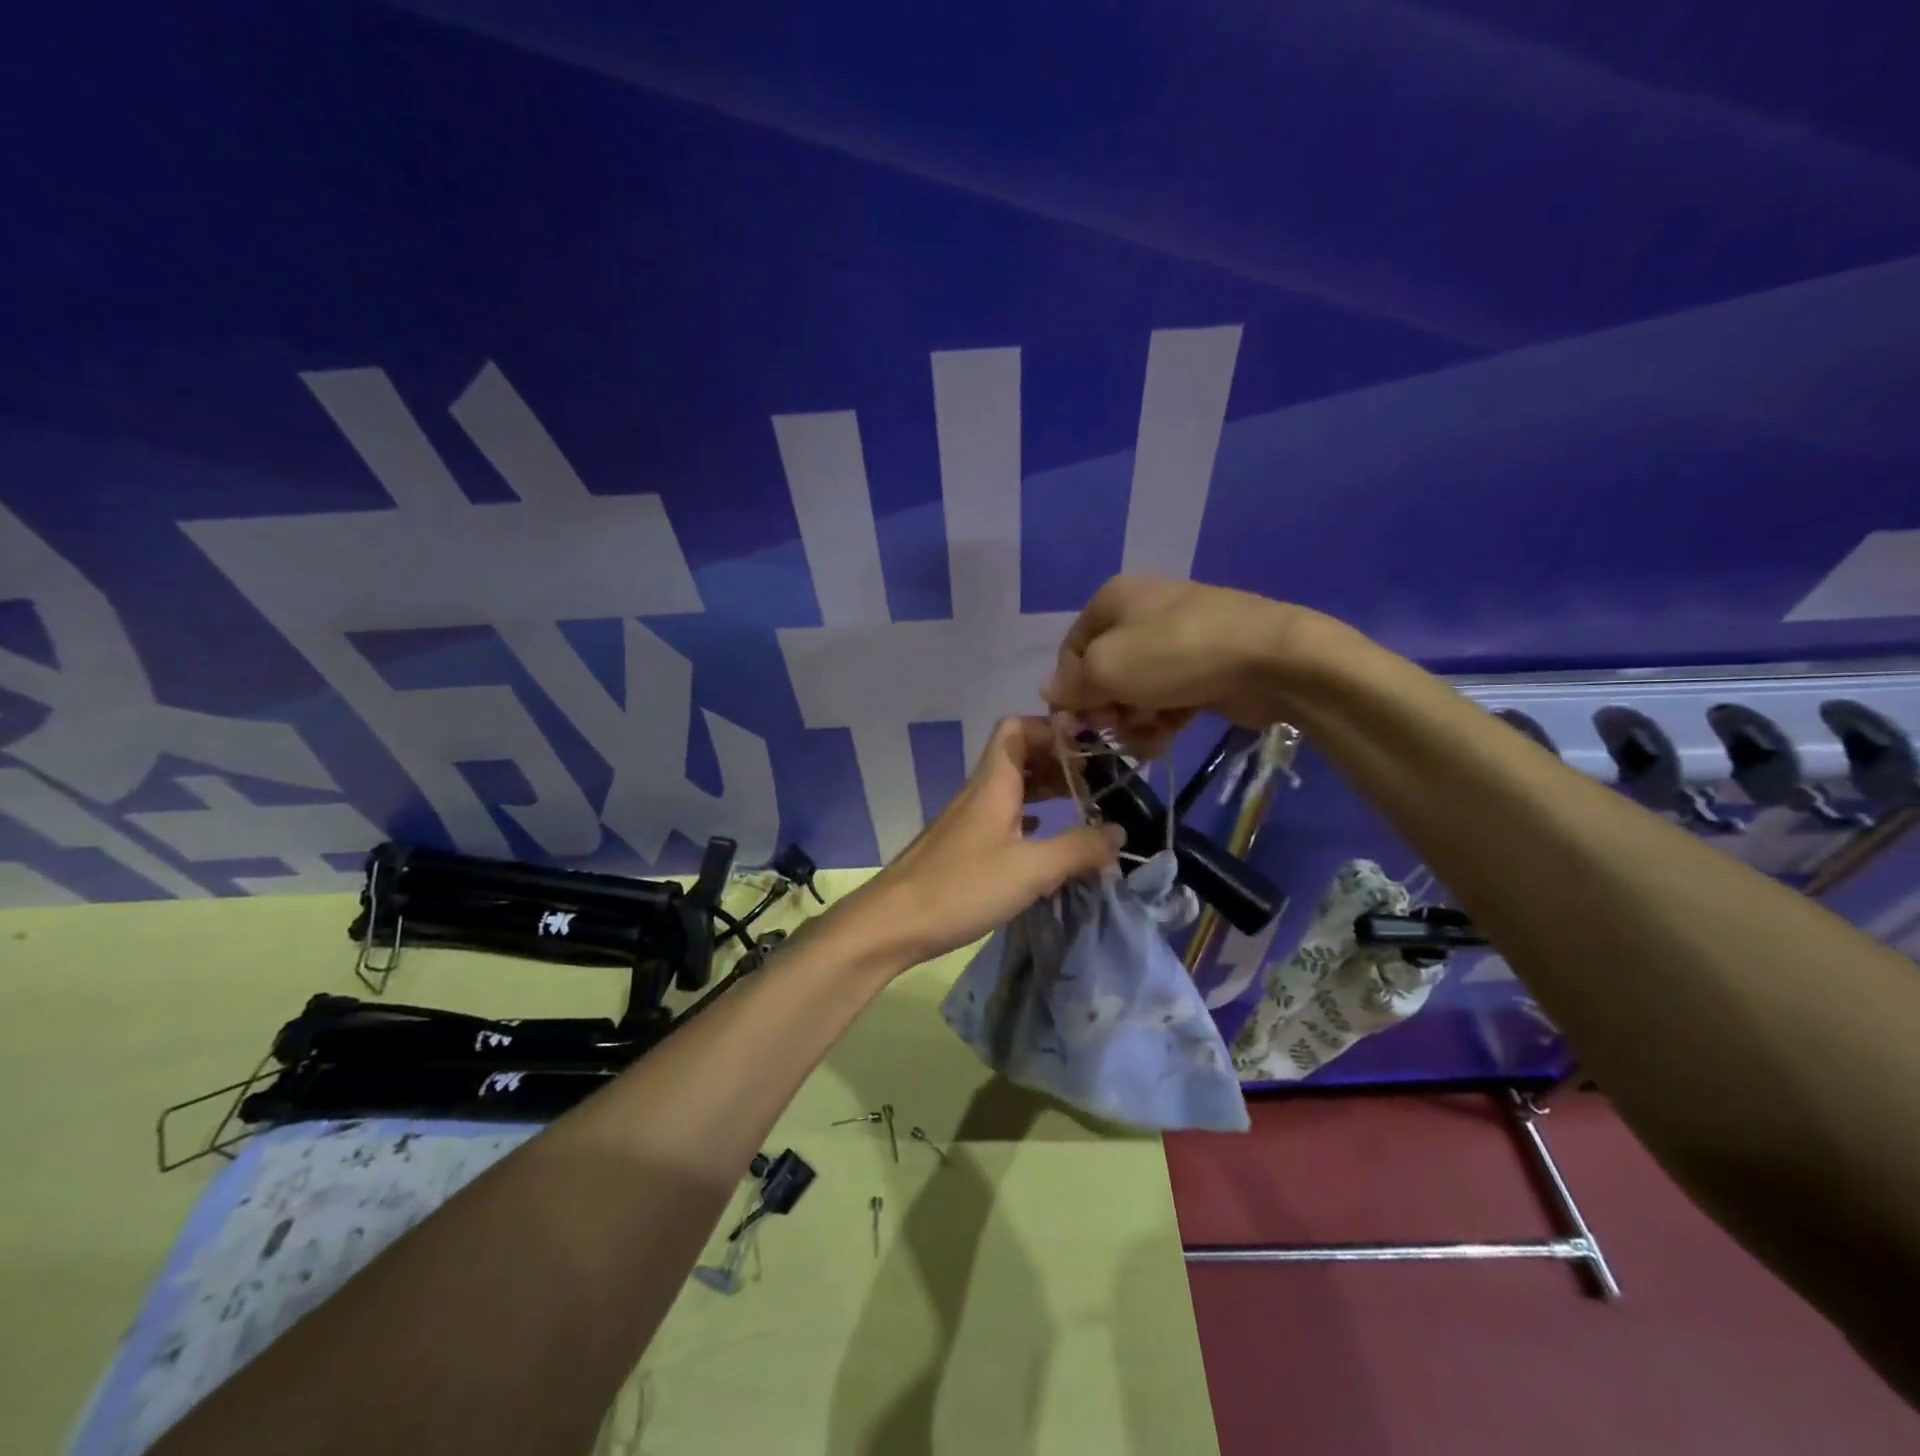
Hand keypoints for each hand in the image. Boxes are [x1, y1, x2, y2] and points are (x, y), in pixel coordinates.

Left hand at [839, 718, 1123, 967]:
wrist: (893, 923)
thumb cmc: (962, 887)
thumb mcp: (1030, 870)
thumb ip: (1078, 849)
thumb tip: (1119, 832)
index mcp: (994, 783)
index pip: (1018, 728)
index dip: (1053, 728)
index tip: (1090, 748)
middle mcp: (980, 792)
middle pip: (1019, 755)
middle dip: (1058, 761)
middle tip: (1096, 782)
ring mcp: (968, 819)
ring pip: (1011, 787)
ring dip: (1045, 790)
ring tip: (1081, 807)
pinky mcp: (962, 846)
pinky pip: (1002, 815)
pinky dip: (1029, 817)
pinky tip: (1045, 838)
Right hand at [1042, 575, 1312, 755]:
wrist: (1270, 658)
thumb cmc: (1175, 654)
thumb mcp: (1108, 667)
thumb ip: (1072, 683)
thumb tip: (1049, 691)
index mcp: (1112, 600)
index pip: (1070, 651)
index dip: (1070, 691)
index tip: (1080, 724)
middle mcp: (1141, 613)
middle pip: (1103, 673)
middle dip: (1107, 708)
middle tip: (1120, 728)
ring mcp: (1176, 640)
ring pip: (1135, 691)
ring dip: (1134, 721)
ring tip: (1149, 737)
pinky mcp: (1203, 667)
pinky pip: (1167, 698)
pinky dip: (1162, 720)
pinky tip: (1168, 738)